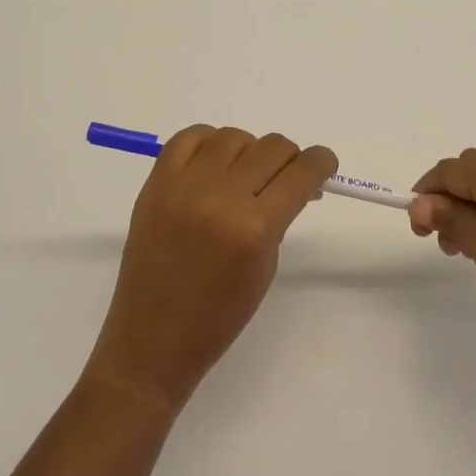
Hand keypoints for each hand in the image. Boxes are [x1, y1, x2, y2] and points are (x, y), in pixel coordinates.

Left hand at [86, 125, 337, 415]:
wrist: (152, 339)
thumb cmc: (219, 316)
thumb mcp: (265, 267)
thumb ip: (280, 217)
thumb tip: (295, 181)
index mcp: (254, 229)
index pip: (301, 172)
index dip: (321, 163)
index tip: (323, 166)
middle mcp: (220, 197)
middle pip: (272, 147)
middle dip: (289, 160)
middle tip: (284, 179)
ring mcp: (183, 186)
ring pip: (234, 136)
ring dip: (249, 152)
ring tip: (243, 177)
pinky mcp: (156, 183)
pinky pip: (189, 137)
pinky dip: (208, 143)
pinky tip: (213, 164)